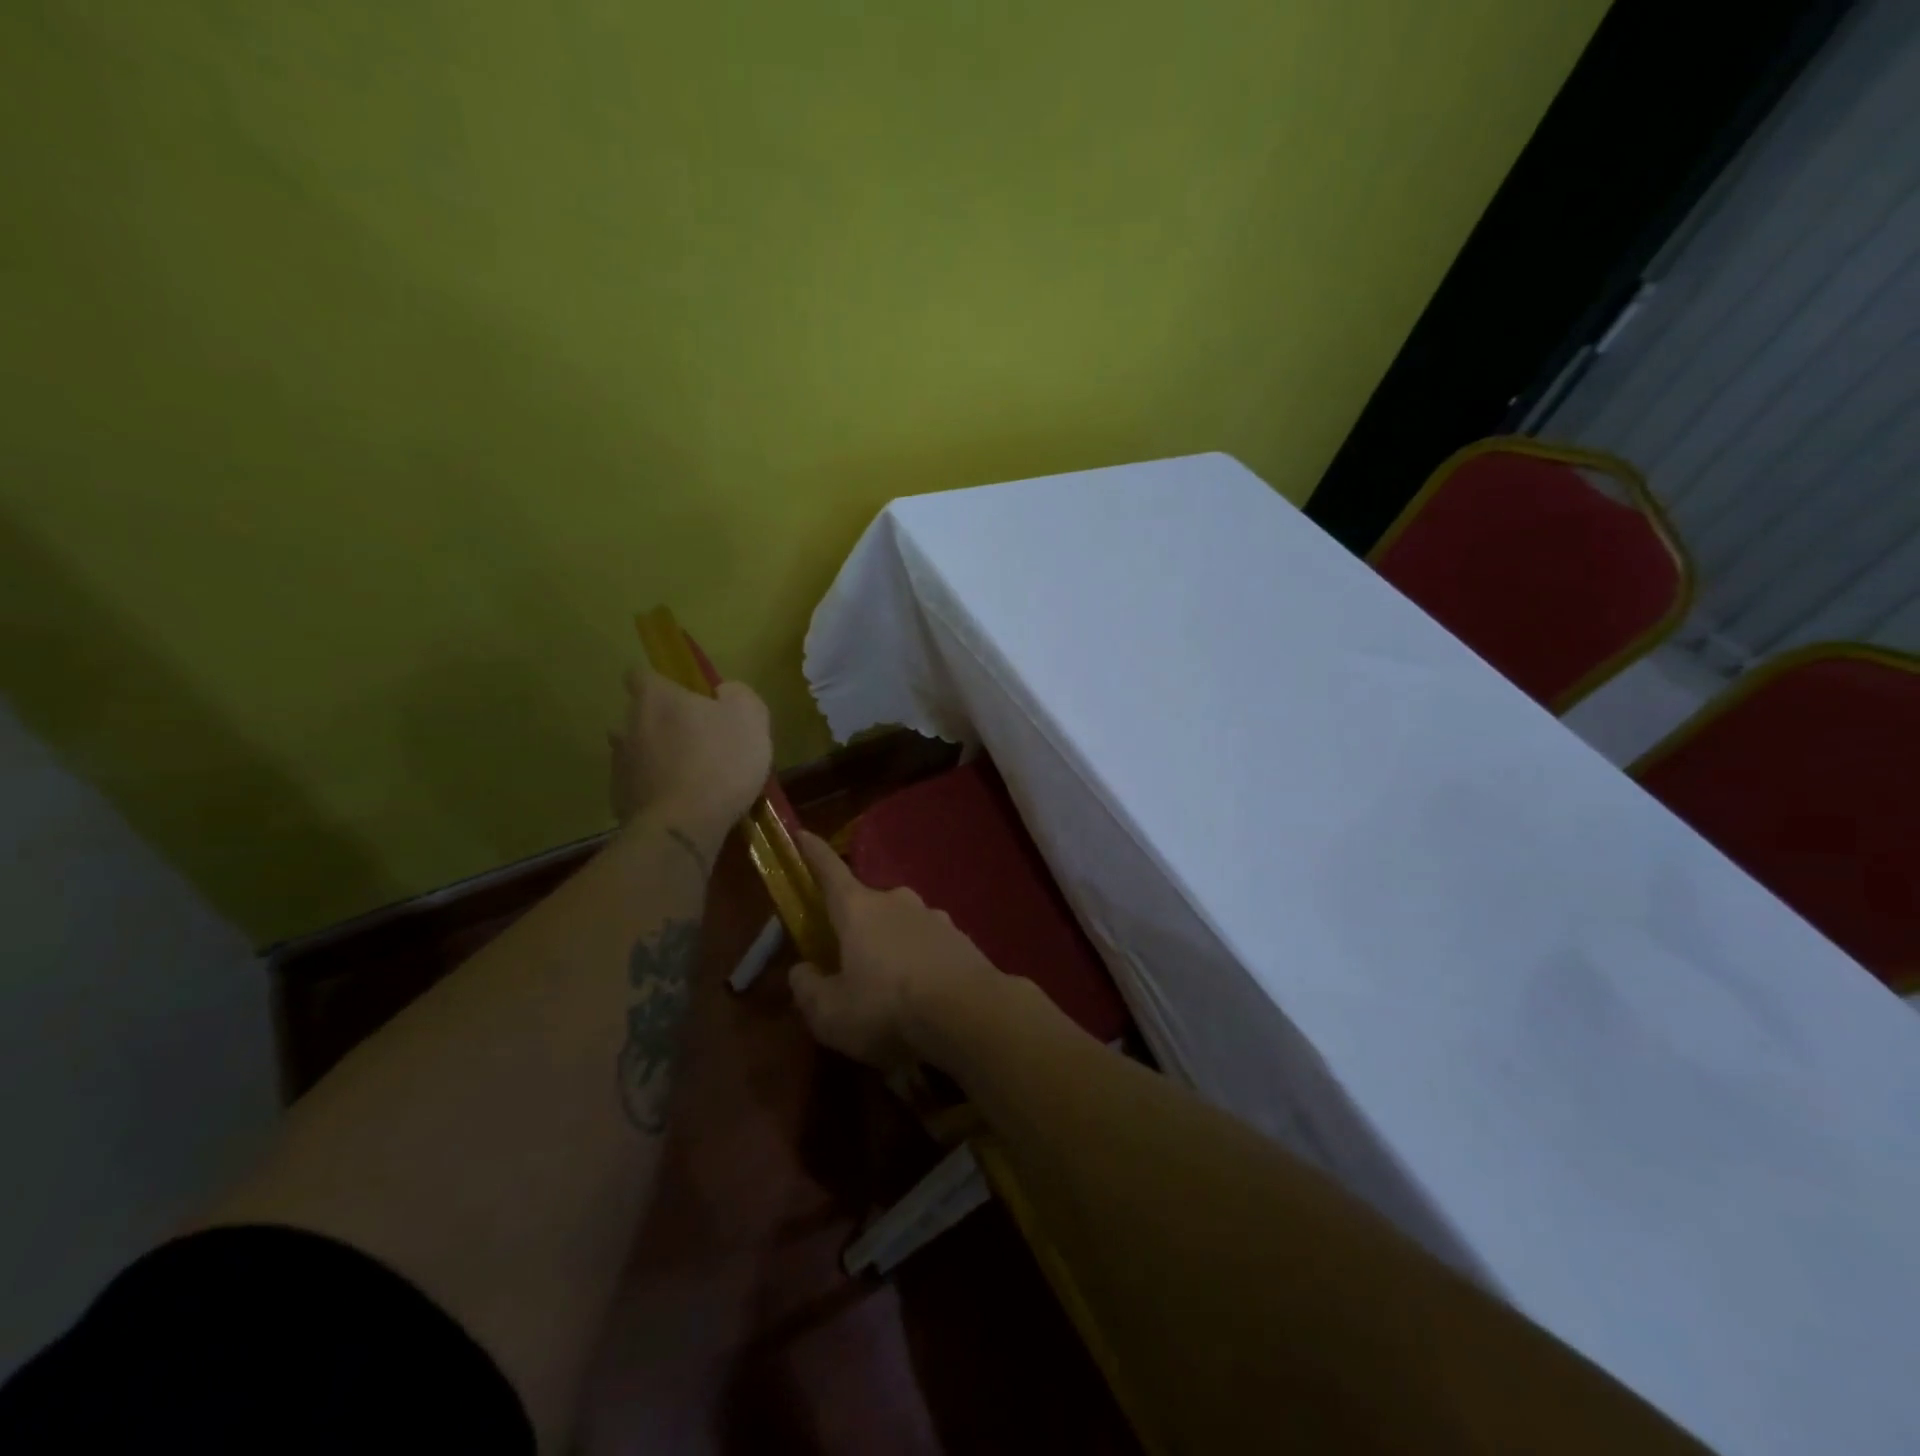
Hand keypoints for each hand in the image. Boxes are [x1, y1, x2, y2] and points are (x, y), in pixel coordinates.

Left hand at [609, 665, 771, 847]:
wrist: (684, 827)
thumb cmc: (720, 761)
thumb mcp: (750, 718)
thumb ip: (738, 695)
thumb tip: (724, 692)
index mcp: (656, 699)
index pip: (640, 675)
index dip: (662, 684)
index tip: (683, 698)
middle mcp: (628, 725)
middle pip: (639, 716)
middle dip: (662, 725)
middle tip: (696, 741)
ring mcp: (619, 765)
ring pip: (637, 753)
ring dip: (656, 758)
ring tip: (688, 777)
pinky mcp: (619, 801)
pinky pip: (639, 787)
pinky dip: (656, 791)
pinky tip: (681, 806)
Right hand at [788, 830, 1006, 1068]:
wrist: (970, 1014)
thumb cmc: (888, 1008)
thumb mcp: (830, 1013)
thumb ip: (808, 989)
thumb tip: (801, 971)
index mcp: (858, 909)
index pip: (829, 871)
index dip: (812, 853)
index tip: (802, 833)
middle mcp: (896, 901)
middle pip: (866, 905)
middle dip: (855, 926)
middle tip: (847, 960)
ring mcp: (933, 916)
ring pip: (900, 925)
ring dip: (890, 946)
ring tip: (889, 988)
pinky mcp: (961, 938)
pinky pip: (929, 944)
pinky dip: (920, 961)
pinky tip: (923, 994)